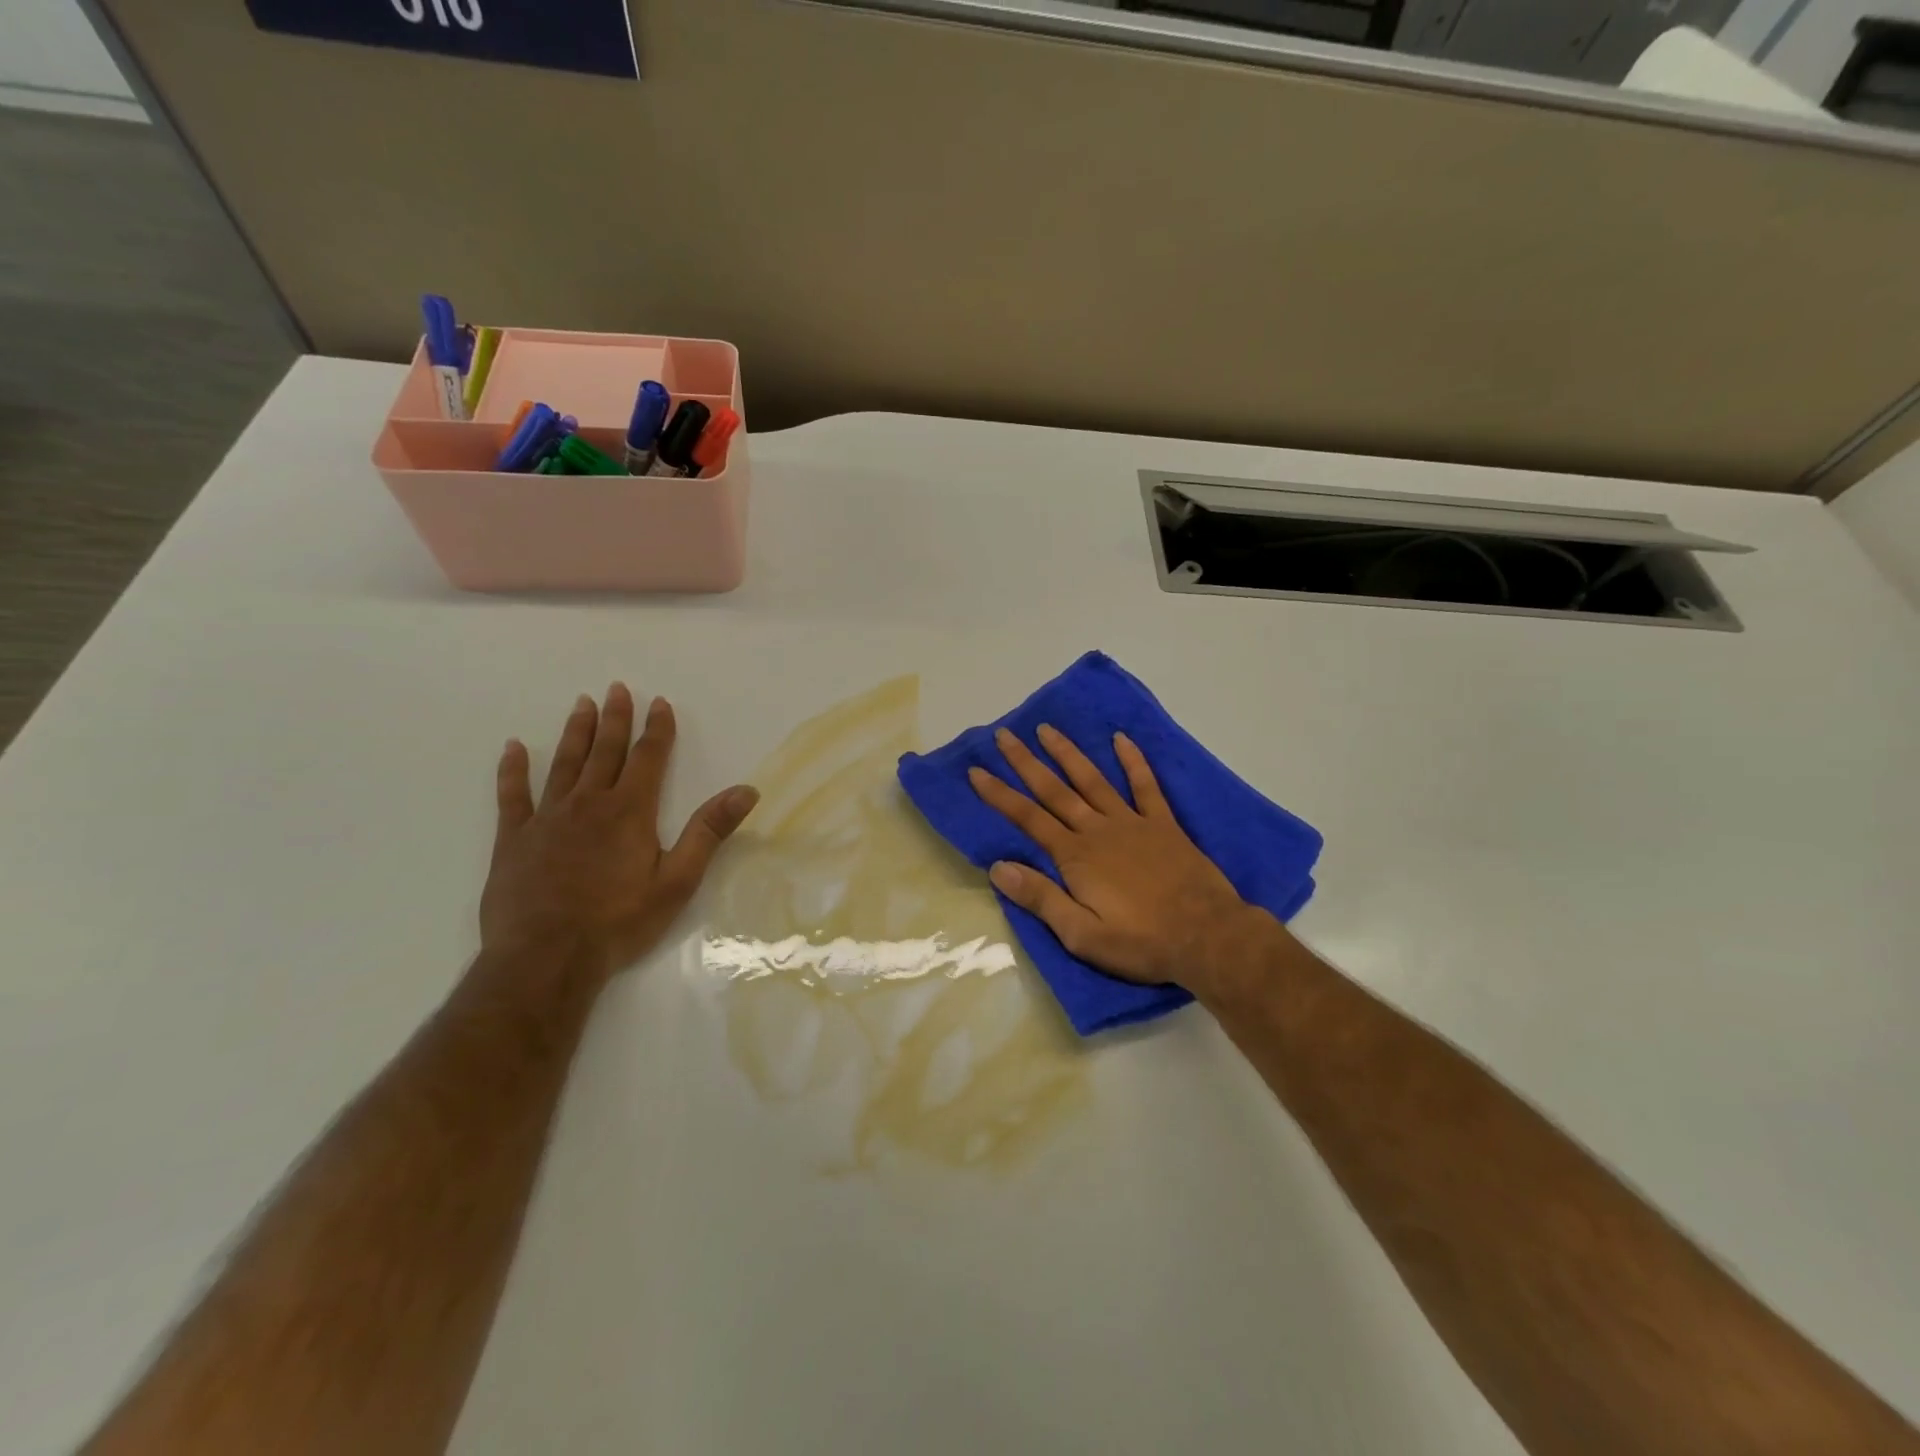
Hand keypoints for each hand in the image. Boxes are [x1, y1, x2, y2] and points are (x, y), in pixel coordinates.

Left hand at [481, 683, 758, 982]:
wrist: (546, 958)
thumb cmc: (619, 921)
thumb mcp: (678, 879)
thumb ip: (709, 831)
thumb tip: (746, 790)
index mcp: (630, 811)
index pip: (648, 758)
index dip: (657, 729)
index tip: (660, 702)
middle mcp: (589, 803)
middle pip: (605, 751)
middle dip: (615, 719)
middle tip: (617, 688)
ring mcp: (547, 818)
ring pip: (564, 764)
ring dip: (576, 732)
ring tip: (582, 704)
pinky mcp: (514, 839)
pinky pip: (513, 795)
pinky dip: (513, 769)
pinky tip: (513, 748)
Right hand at [968, 724, 1273, 990]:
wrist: (1206, 936)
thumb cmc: (1140, 941)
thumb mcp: (1081, 935)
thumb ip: (1041, 898)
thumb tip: (998, 867)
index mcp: (1075, 857)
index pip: (1028, 819)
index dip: (1000, 794)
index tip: (977, 771)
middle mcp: (1098, 830)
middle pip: (1054, 790)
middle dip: (1026, 762)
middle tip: (1004, 735)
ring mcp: (1132, 822)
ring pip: (1092, 780)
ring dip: (1067, 753)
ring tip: (1047, 729)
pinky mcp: (1163, 824)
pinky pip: (1145, 785)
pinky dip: (1133, 761)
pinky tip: (1121, 739)